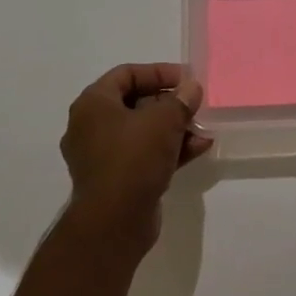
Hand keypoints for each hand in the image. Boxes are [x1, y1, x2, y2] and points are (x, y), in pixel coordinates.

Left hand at [60, 62, 211, 246]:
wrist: (114, 223)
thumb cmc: (133, 158)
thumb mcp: (163, 120)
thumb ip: (180, 100)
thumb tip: (191, 88)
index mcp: (93, 104)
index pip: (126, 74)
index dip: (158, 72)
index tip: (186, 79)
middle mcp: (91, 127)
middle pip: (136, 103)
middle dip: (170, 103)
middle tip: (195, 104)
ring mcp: (102, 156)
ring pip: (143, 132)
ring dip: (174, 128)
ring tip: (203, 129)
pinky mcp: (116, 180)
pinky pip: (144, 155)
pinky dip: (169, 150)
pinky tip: (199, 148)